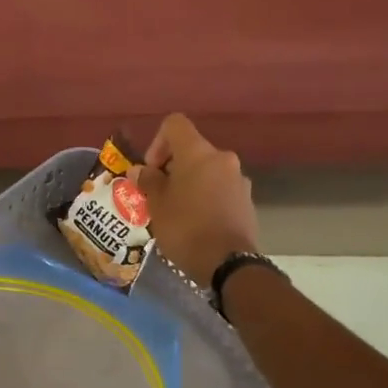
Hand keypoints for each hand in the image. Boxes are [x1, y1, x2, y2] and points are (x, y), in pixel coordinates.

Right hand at [133, 113, 260, 286]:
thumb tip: (141, 170)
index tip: (152, 170)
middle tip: (159, 194)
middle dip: (172, 168)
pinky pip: (220, 189)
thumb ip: (148, 181)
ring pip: (207, 171)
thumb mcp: (157, 204)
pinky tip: (197, 223)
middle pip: (192, 150)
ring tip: (177, 211)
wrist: (228, 263)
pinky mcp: (247, 201)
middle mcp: (222, 158)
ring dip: (190, 183)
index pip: (175, 124)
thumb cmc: (185, 227)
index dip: (157, 142)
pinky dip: (206, 197)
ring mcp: (239, 179)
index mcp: (198, 152)